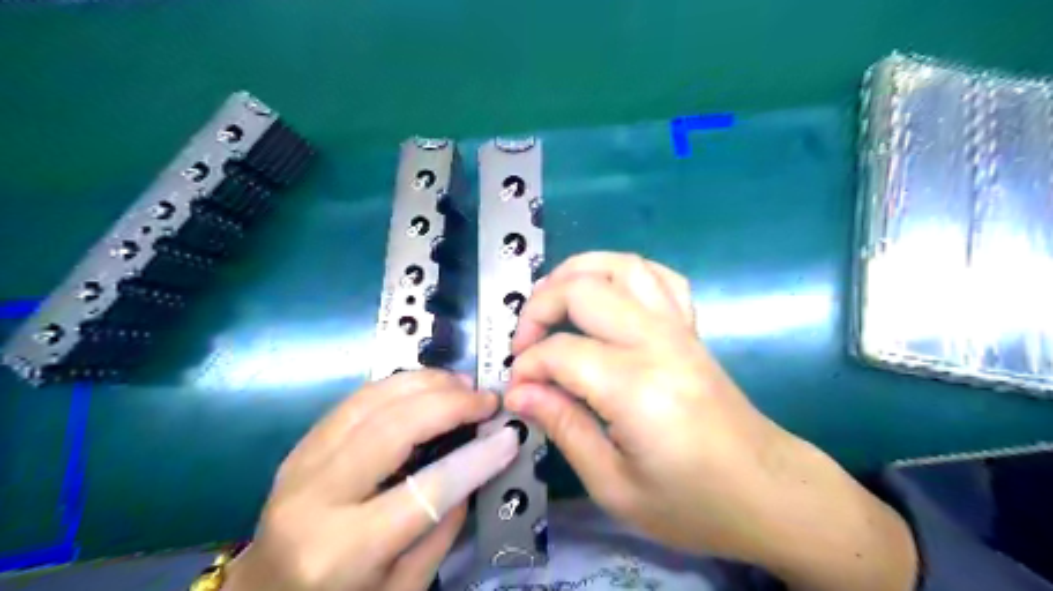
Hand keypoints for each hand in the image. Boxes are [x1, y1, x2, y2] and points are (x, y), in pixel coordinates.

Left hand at [230, 371, 521, 589]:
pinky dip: (398, 385)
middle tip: (486, 399)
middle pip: (392, 429)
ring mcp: (299, 464)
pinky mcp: (300, 445)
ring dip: (424, 383)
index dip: (475, 458)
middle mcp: (313, 499)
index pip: (424, 491)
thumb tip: (472, 469)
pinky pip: (356, 400)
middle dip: (449, 404)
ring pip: (371, 401)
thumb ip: (440, 530)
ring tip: (461, 384)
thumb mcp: (400, 590)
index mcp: (341, 552)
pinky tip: (426, 386)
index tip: (509, 435)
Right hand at [505, 252, 919, 590]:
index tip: (517, 392)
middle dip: (539, 307)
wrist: (768, 492)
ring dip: (577, 271)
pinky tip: (607, 293)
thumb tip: (519, 393)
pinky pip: (660, 277)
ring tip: (551, 297)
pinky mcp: (692, 329)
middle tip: (523, 343)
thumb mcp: (615, 485)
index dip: (527, 368)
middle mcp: (657, 343)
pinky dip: (624, 272)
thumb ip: (564, 427)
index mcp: (636, 387)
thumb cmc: (692, 502)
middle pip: (584, 291)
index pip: (561, 353)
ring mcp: (679, 328)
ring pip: (622, 266)